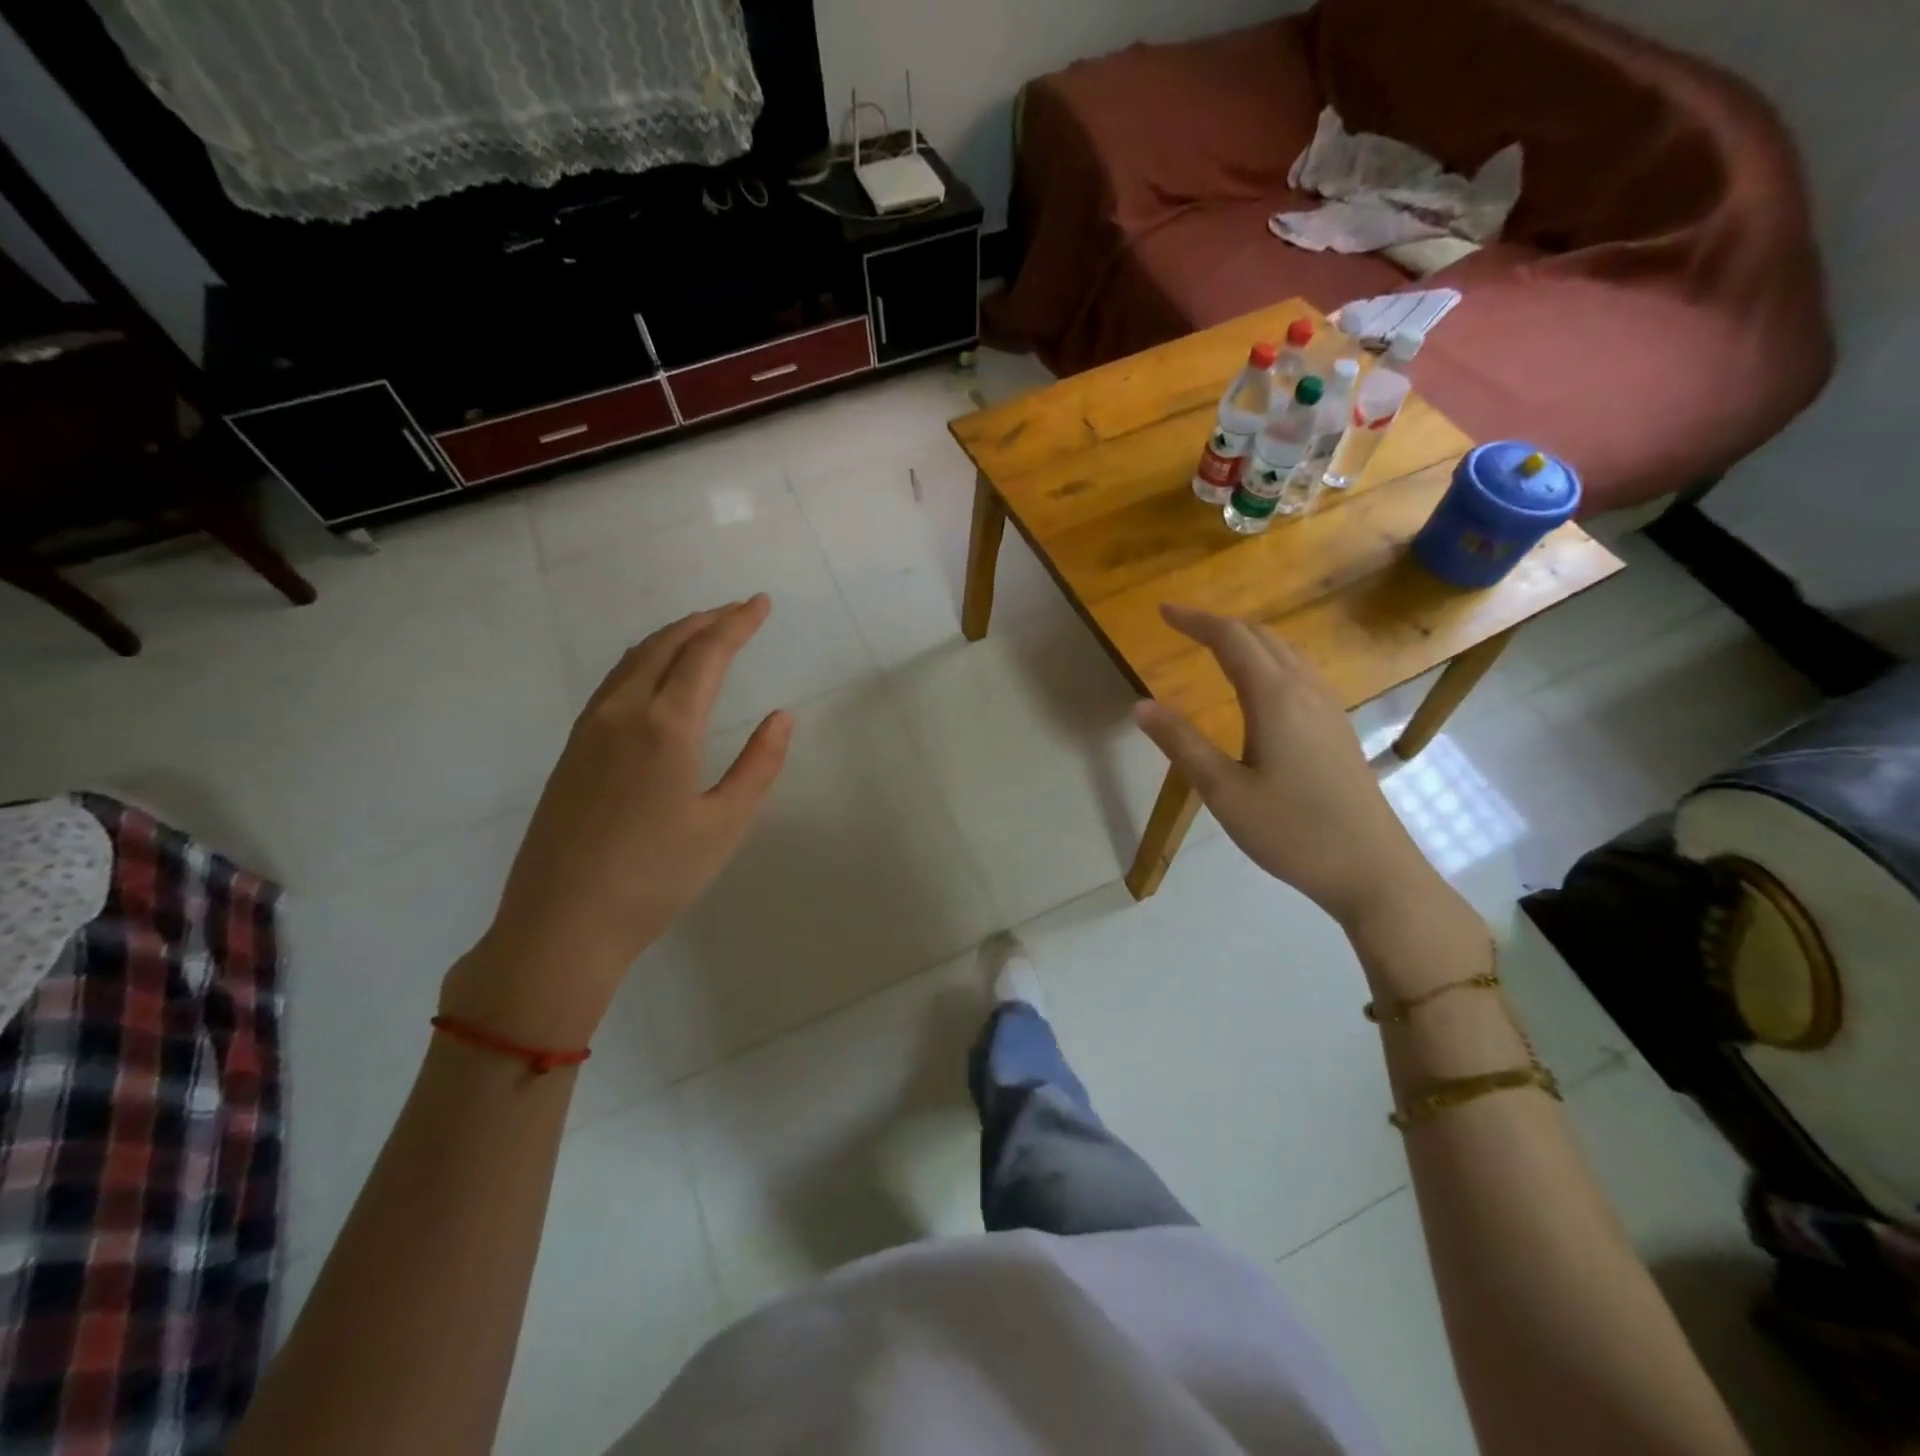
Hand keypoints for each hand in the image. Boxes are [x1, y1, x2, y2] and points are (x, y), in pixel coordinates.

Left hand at [442, 596, 791, 1045]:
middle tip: (739, 611)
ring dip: (672, 637)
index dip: (737, 623)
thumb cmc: (656, 878)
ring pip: (633, 659)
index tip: (762, 604)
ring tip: (703, 633)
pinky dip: (644, 660)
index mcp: (666, 725)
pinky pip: (613, 683)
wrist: (561, 924)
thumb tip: (781, 715)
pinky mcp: (571, 750)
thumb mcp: (724, 824)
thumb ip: (758, 764)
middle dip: (705, 620)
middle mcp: (623, 712)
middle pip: (665, 644)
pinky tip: (655, 676)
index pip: (707, 653)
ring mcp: (589, 730)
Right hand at [1133, 604, 1441, 930]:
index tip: (1163, 612)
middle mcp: (1305, 690)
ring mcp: (1328, 707)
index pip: (1231, 639)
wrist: (1372, 869)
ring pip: (1285, 652)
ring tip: (1215, 646)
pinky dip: (1268, 659)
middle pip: (1261, 637)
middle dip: (1219, 624)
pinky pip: (1299, 672)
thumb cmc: (1292, 831)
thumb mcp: (1224, 792)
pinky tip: (1260, 685)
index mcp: (1274, 698)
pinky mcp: (1338, 727)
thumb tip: (1140, 705)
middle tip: (1181, 625)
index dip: (1195, 621)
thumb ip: (1182, 743)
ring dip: (1247, 639)